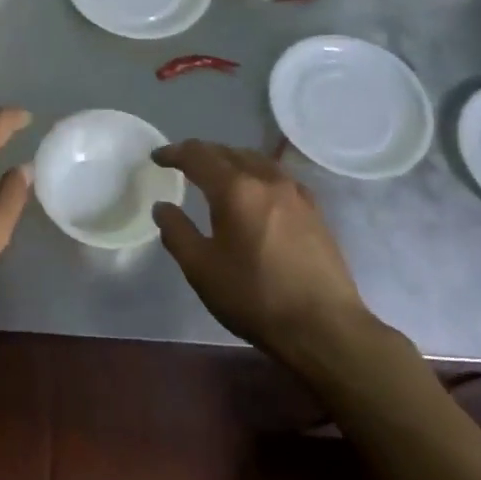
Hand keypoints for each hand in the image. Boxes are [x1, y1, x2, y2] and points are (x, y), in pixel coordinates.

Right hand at [151, 141, 391, 379]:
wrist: (323, 326)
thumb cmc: (253, 296)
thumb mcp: (200, 268)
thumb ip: (177, 232)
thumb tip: (163, 207)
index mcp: (235, 190)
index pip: (199, 156)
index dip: (174, 153)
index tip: (157, 157)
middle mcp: (267, 180)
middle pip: (230, 152)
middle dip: (203, 153)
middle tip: (182, 163)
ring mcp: (296, 194)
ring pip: (257, 161)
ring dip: (231, 160)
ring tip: (217, 174)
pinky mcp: (314, 211)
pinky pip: (278, 177)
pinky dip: (256, 175)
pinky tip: (255, 193)